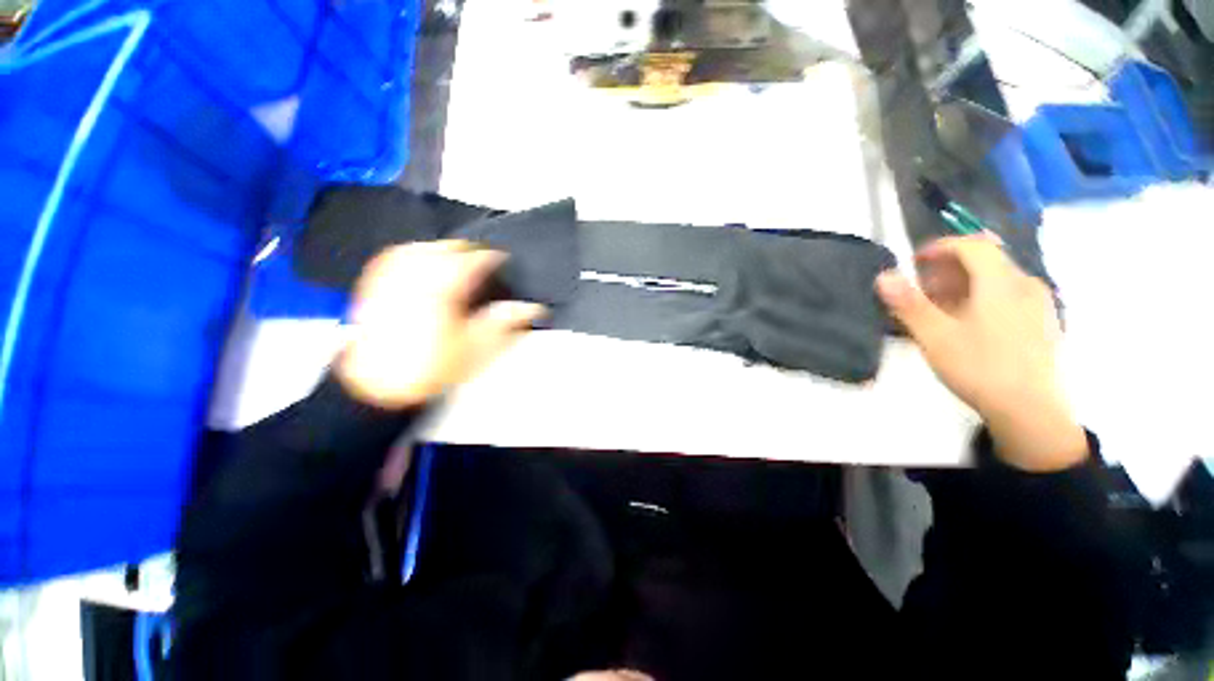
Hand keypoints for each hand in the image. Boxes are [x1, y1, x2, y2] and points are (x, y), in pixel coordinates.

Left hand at [336, 241, 545, 409]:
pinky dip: (419, 255)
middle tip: (486, 269)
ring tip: (460, 265)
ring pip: (428, 247)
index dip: (498, 260)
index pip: (480, 259)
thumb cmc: (430, 367)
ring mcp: (394, 272)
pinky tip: (425, 266)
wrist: (375, 384)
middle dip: (473, 254)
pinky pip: (400, 254)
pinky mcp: (376, 280)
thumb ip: (506, 321)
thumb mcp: (477, 347)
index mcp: (446, 284)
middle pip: (453, 247)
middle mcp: (418, 270)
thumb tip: (535, 308)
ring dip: (448, 252)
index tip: (507, 266)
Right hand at [875, 235, 1086, 471]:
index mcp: (1001, 282)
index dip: (940, 247)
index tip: (913, 262)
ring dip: (963, 285)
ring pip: (997, 279)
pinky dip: (982, 298)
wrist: (1030, 411)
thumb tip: (883, 275)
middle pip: (986, 260)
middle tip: (920, 290)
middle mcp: (1025, 284)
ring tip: (939, 310)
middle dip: (948, 269)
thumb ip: (908, 304)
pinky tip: (967, 325)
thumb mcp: (935, 336)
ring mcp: (1039, 304)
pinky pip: (1008, 296)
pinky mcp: (1042, 323)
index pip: (972, 245)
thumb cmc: (980, 368)